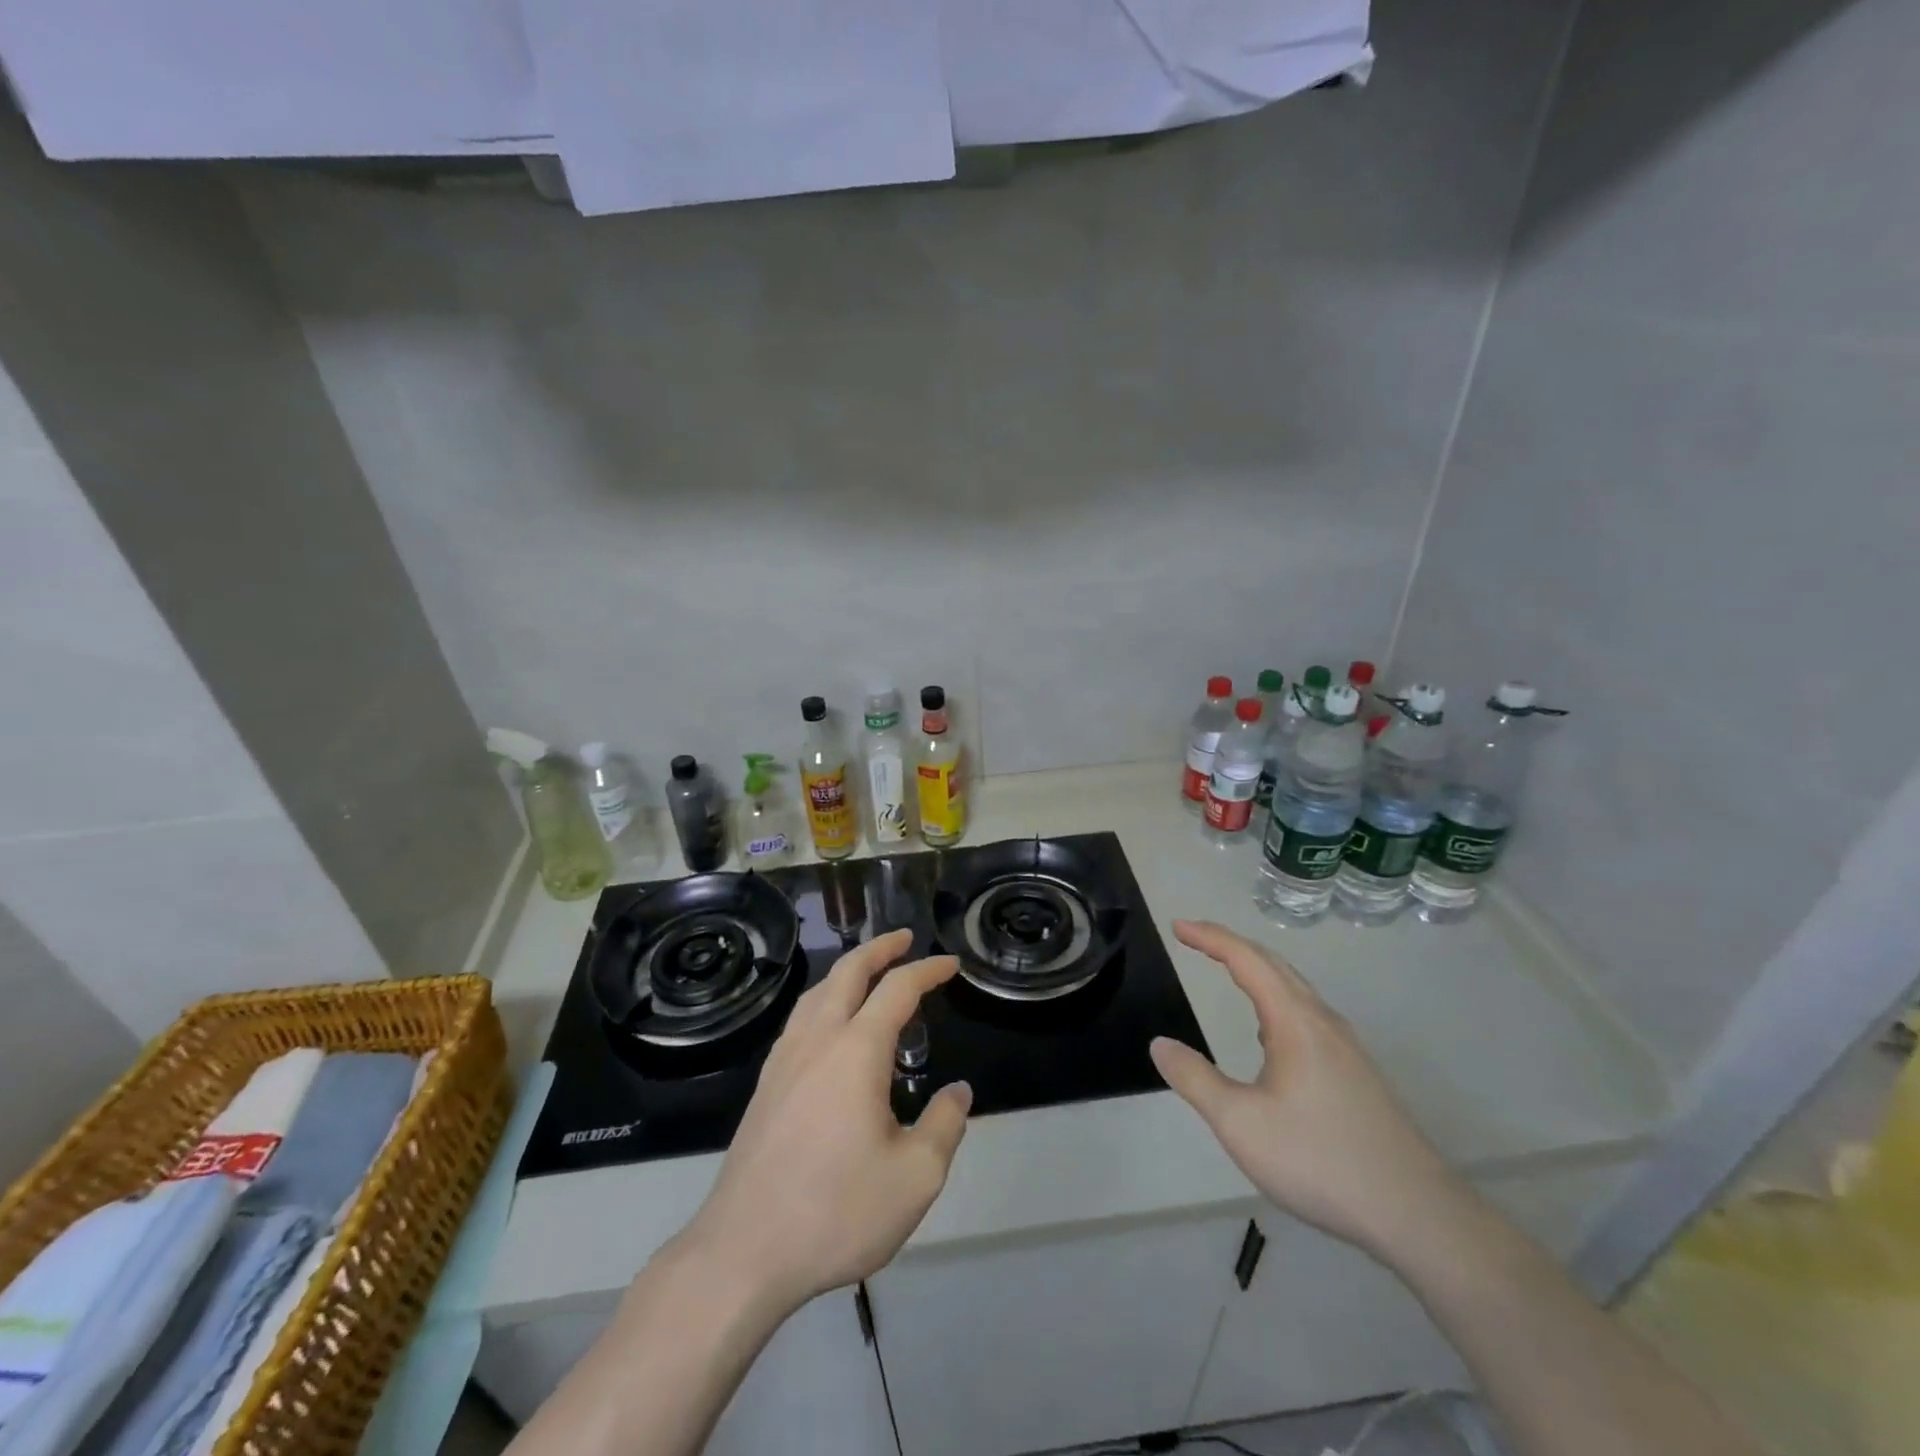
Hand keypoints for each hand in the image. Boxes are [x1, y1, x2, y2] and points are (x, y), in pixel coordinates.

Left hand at [679, 929, 971, 1313]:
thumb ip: (944, 1125)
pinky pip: (799, 1019)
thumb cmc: (837, 1211)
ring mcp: (784, 1060)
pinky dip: (822, 1000)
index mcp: (857, 1050)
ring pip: (817, 992)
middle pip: (848, 971)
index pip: (898, 989)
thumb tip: (959, 1092)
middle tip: (905, 938)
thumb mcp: (915, 1178)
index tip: (950, 964)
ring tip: (868, 972)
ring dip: (847, 970)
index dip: (928, 970)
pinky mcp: (765, 1085)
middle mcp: (818, 1040)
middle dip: (879, 948)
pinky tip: (827, 1025)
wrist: (743, 1252)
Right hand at [1150, 920, 1459, 1262]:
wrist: (1417, 1214)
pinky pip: (1307, 1014)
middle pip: (1274, 964)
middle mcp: (1323, 1021)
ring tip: (1226, 972)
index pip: (1246, 959)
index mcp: (1295, 1021)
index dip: (1209, 937)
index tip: (1177, 925)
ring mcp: (1346, 1047)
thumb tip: (1160, 1045)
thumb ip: (1195, 1079)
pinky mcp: (1357, 1072)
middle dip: (1231, 944)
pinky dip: (1276, 999)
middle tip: (1194, 938)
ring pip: (1295, 989)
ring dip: (1256, 970)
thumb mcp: (1240, 1124)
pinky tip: (1268, 1035)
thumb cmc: (1320, 1160)